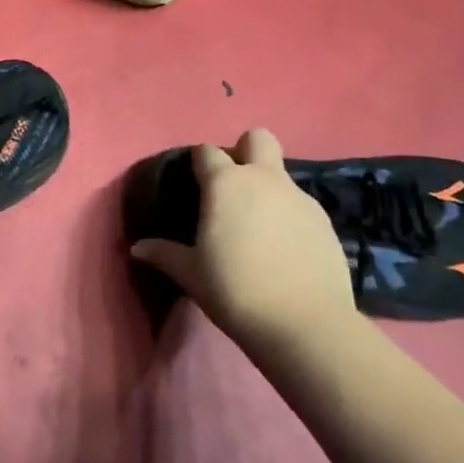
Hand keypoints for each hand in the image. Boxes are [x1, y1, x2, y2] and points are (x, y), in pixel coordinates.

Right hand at [132, 129, 356, 345]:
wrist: (305, 324)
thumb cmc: (235, 290)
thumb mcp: (192, 274)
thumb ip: (165, 254)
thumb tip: (137, 248)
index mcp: (225, 184)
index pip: (206, 152)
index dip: (198, 163)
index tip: (193, 184)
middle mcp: (264, 179)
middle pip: (257, 138)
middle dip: (245, 152)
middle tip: (233, 188)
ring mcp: (300, 198)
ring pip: (281, 174)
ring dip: (268, 189)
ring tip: (258, 228)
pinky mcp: (326, 222)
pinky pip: (301, 205)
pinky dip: (289, 217)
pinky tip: (284, 249)